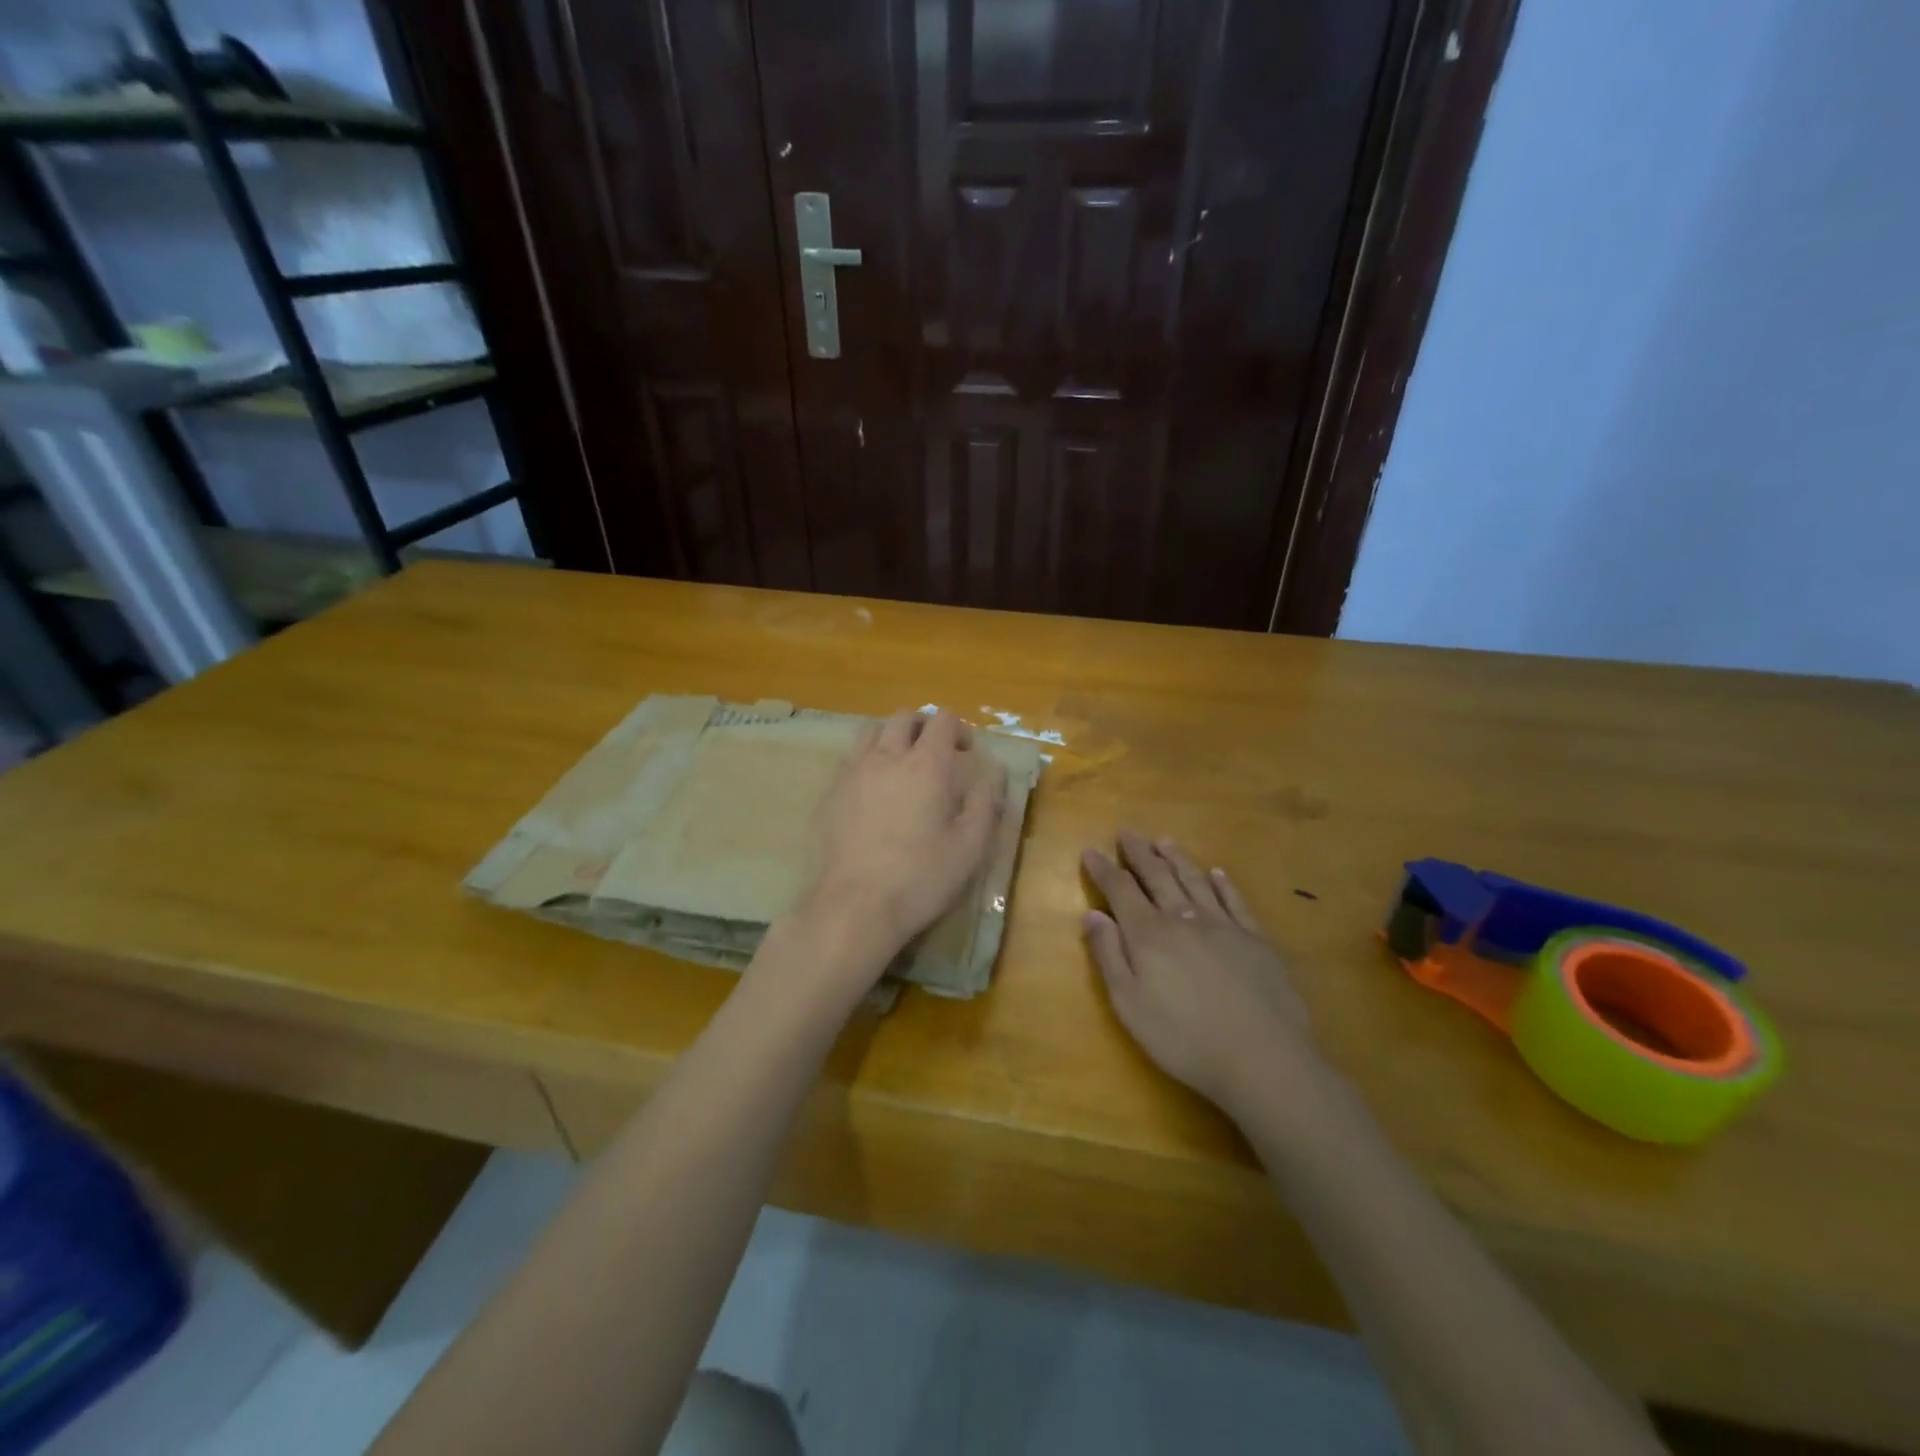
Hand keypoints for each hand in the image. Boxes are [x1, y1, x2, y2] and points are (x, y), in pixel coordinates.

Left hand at [796, 709, 1005, 979]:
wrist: (854, 906)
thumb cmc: (921, 878)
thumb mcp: (970, 846)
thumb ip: (985, 803)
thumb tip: (993, 773)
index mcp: (926, 765)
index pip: (942, 720)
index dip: (959, 729)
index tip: (967, 753)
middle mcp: (887, 757)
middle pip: (904, 717)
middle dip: (924, 727)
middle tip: (936, 753)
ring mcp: (853, 773)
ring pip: (871, 731)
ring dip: (891, 737)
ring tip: (901, 765)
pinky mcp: (831, 793)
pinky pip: (850, 760)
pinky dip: (867, 761)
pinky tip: (873, 792)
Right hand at [1083, 831, 1320, 1118]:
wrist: (1263, 1058)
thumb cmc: (1184, 1038)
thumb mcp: (1130, 1004)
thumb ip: (1109, 955)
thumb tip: (1092, 913)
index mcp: (1149, 934)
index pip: (1121, 890)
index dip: (1104, 869)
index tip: (1091, 851)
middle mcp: (1184, 918)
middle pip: (1158, 876)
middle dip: (1139, 853)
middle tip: (1127, 832)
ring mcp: (1224, 926)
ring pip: (1194, 881)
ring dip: (1177, 858)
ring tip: (1164, 841)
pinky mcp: (1256, 940)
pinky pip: (1235, 900)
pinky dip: (1223, 883)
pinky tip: (1216, 873)